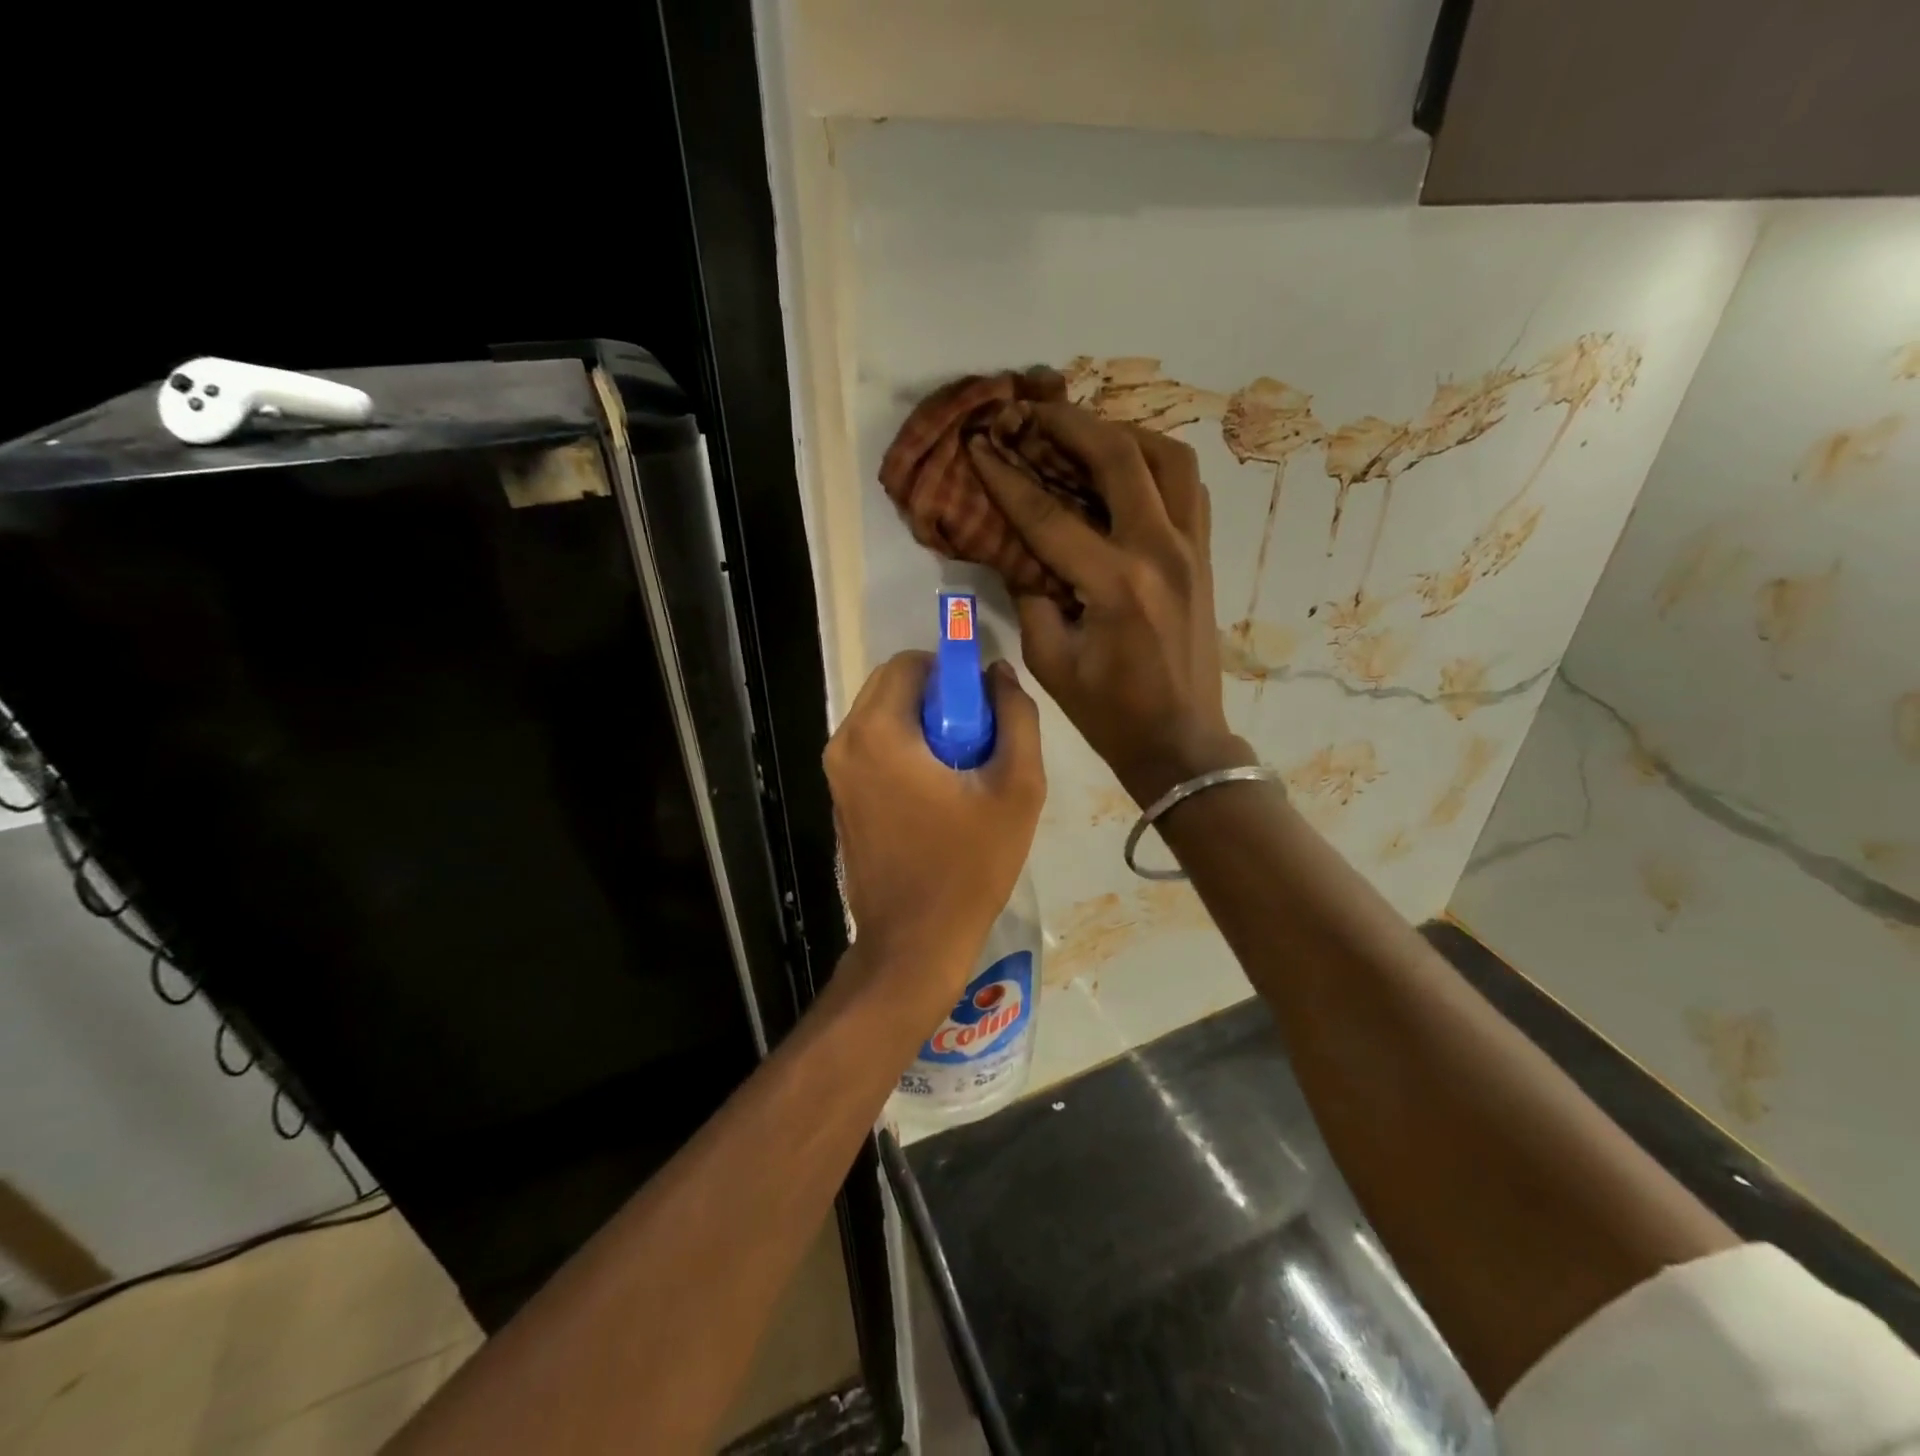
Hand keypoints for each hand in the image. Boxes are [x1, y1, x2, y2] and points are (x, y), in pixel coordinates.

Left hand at [824, 652, 1045, 984]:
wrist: (914, 942)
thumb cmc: (969, 866)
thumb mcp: (1017, 789)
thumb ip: (1016, 718)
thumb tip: (998, 675)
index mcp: (878, 732)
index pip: (911, 663)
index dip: (953, 674)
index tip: (983, 710)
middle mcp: (844, 743)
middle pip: (892, 686)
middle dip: (938, 699)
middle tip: (977, 740)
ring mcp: (836, 773)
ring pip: (882, 717)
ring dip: (923, 725)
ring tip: (961, 772)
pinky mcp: (840, 798)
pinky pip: (873, 748)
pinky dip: (905, 751)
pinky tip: (936, 795)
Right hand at [966, 404, 1250, 804]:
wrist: (1181, 741)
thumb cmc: (1110, 713)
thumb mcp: (1051, 661)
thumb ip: (1032, 596)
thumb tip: (1020, 551)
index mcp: (1115, 585)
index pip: (1049, 514)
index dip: (1007, 478)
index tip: (979, 446)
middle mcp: (1159, 552)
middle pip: (1119, 458)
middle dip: (1071, 425)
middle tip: (1034, 413)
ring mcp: (1191, 549)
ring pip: (1168, 458)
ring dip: (1124, 433)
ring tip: (1086, 434)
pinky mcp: (1203, 555)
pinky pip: (1187, 487)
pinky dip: (1156, 464)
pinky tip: (1127, 471)